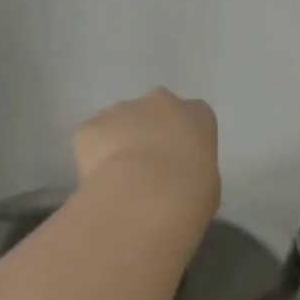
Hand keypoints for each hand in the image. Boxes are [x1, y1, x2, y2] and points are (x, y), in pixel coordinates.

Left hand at [73, 89, 220, 228]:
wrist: (146, 198)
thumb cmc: (191, 193)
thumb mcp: (209, 182)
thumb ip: (193, 167)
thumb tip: (178, 176)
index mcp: (197, 115)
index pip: (194, 116)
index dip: (184, 138)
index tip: (179, 161)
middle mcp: (160, 102)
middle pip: (154, 111)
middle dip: (150, 132)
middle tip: (148, 168)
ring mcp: (121, 110)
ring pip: (119, 122)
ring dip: (120, 143)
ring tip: (121, 179)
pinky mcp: (90, 126)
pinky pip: (92, 139)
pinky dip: (94, 157)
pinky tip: (100, 181)